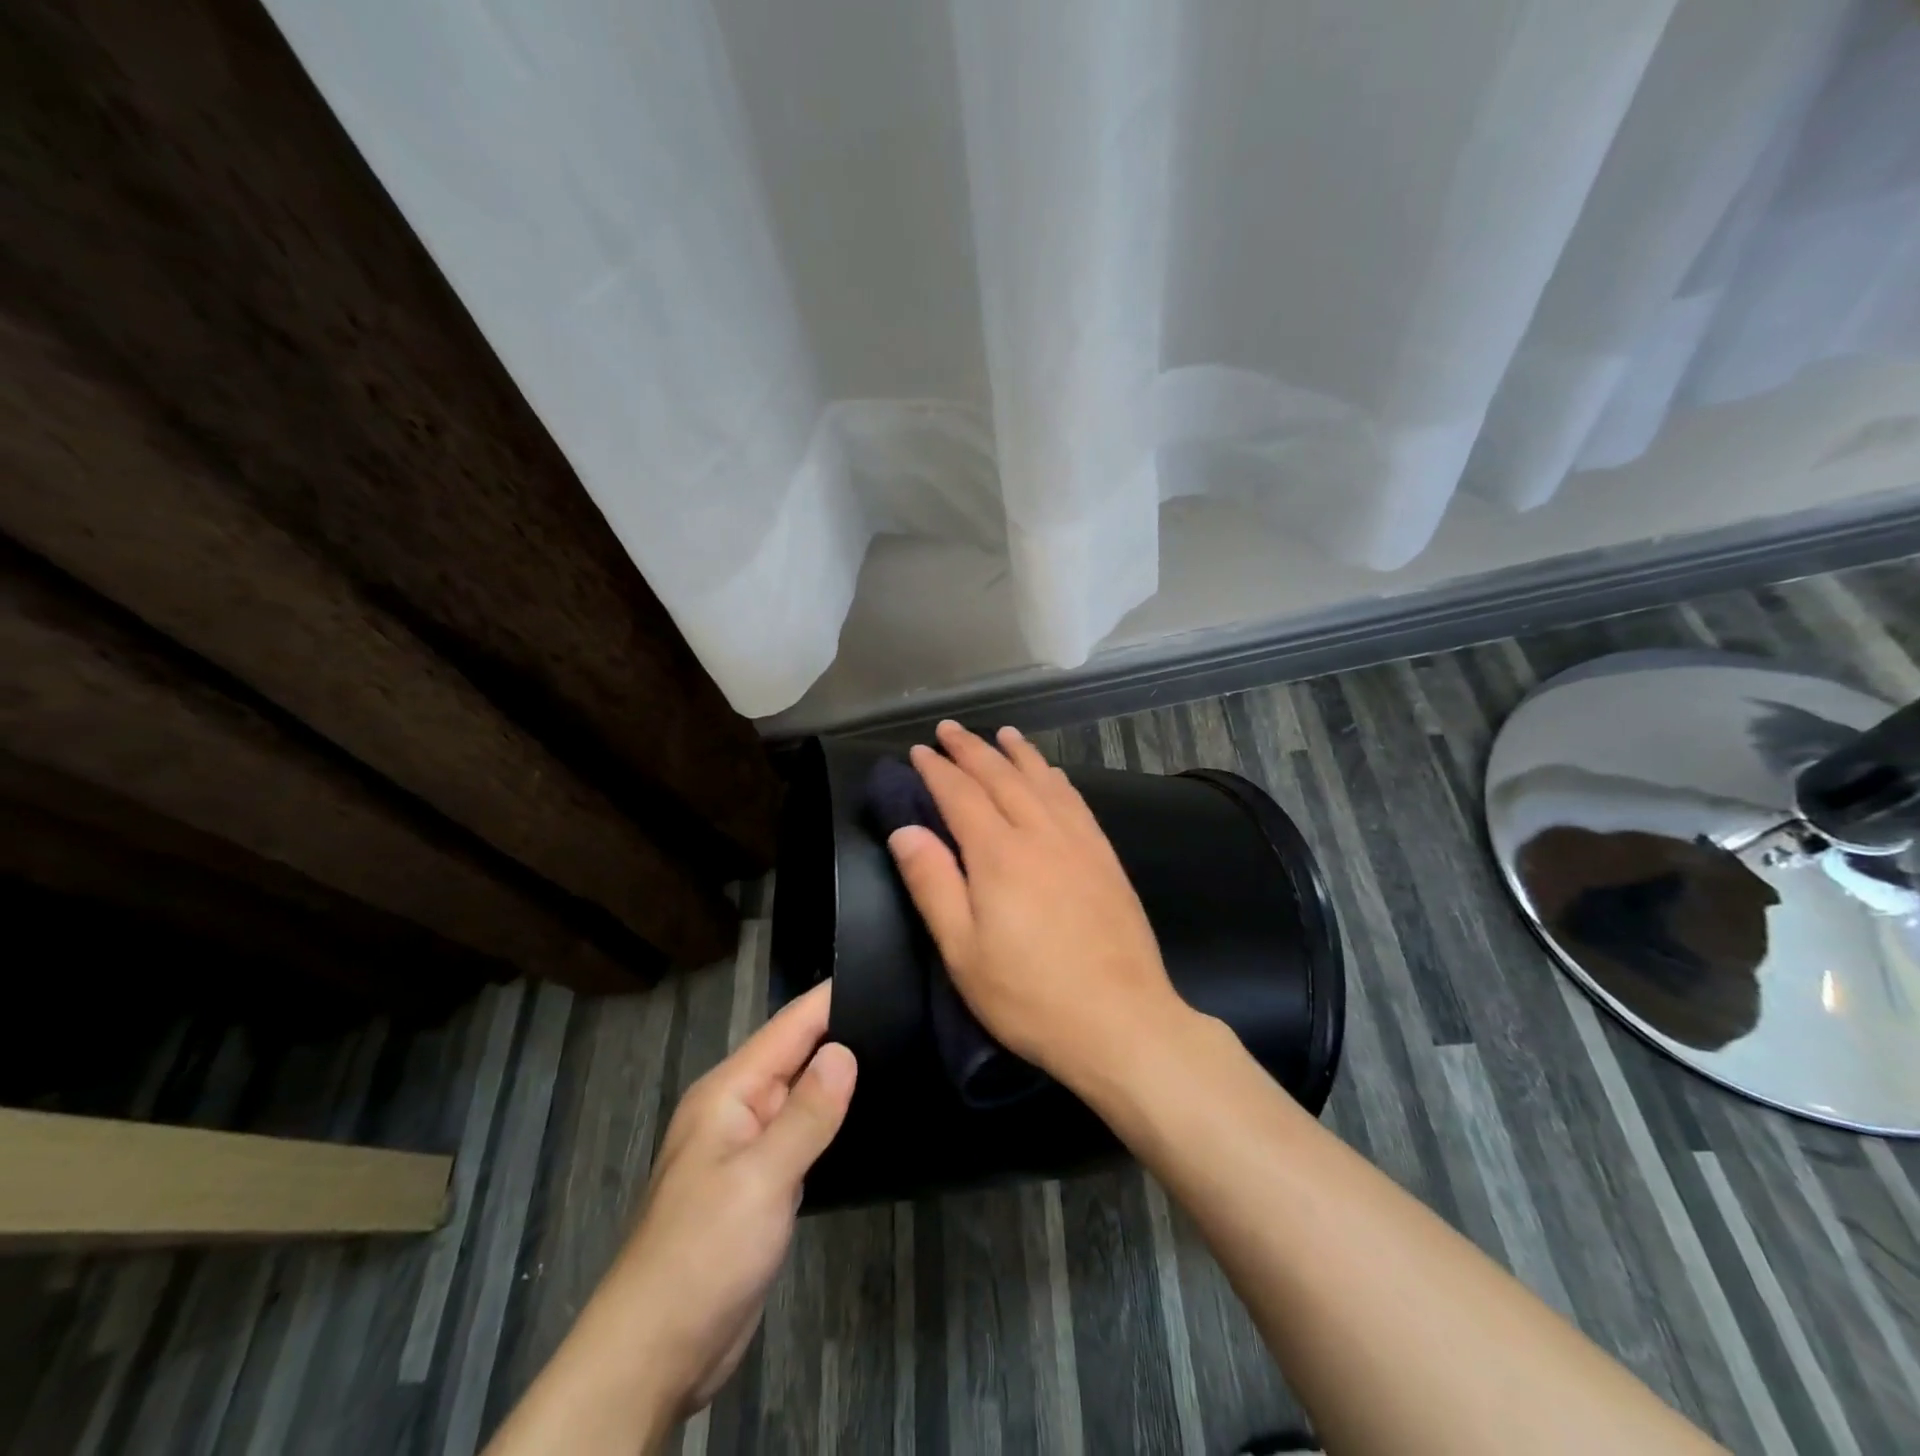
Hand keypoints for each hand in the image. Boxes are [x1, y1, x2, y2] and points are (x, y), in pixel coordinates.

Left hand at [484, 982, 854, 1455]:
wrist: (656, 1352)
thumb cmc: (703, 1253)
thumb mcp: (761, 1178)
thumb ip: (807, 1113)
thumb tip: (845, 1051)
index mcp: (728, 1092)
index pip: (789, 1027)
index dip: (831, 999)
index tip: (882, 974)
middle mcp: (738, 1110)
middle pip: (796, 1056)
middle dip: (842, 1033)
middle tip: (906, 1014)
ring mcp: (747, 1149)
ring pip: (801, 1097)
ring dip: (838, 1079)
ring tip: (899, 1054)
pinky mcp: (760, 1185)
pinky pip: (801, 1136)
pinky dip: (830, 1121)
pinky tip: (864, 1118)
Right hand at [886, 720, 1184, 1091]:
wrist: (1122, 1021)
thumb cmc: (1029, 995)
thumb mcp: (963, 951)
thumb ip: (933, 883)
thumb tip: (905, 829)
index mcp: (999, 854)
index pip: (961, 795)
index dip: (938, 770)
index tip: (920, 750)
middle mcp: (1040, 834)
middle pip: (1001, 776)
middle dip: (972, 749)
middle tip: (950, 729)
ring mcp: (1080, 842)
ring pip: (1043, 781)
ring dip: (1018, 753)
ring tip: (1003, 733)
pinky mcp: (1106, 858)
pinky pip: (1077, 802)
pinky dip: (1057, 779)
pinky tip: (1053, 774)